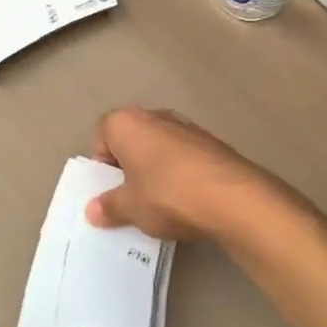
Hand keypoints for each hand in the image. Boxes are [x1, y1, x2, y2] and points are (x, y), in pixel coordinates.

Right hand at [84, 106, 267, 242]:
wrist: (233, 198)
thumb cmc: (166, 195)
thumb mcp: (130, 208)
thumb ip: (109, 207)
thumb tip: (93, 211)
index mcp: (126, 122)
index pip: (102, 135)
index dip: (104, 163)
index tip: (111, 189)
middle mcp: (156, 115)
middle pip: (133, 140)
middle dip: (130, 166)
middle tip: (133, 197)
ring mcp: (188, 127)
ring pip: (161, 149)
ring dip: (157, 171)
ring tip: (162, 203)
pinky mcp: (214, 143)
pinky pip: (186, 158)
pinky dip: (182, 175)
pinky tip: (188, 201)